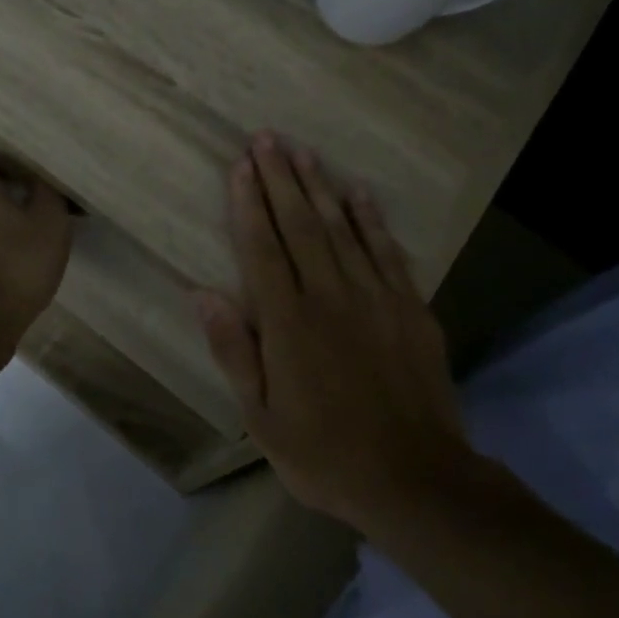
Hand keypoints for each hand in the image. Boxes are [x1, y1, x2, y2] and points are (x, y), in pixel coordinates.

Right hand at [195, 132, 469, 532]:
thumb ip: (234, 350)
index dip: (248, 203)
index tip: (240, 165)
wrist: (416, 479)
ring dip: (320, 187)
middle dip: (281, 178)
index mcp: (288, 322)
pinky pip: (387, 252)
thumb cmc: (325, 453)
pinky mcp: (410, 309)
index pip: (262, 248)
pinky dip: (371, 219)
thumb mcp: (261, 417)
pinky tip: (359, 193)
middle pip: (300, 225)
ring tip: (304, 151)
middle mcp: (330, 296)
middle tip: (267, 138)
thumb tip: (202, 294)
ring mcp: (375, 298)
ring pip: (342, 229)